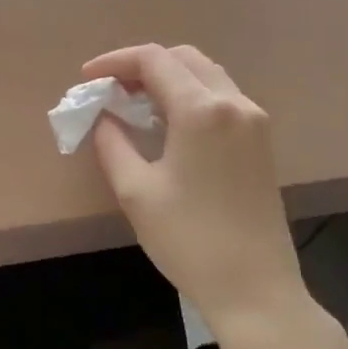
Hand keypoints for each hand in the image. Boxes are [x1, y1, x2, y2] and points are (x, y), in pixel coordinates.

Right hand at [82, 44, 311, 333]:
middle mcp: (235, 103)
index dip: (114, 62)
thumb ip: (113, 142)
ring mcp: (254, 122)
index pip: (154, 60)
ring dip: (168, 79)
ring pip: (206, 75)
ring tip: (133, 104)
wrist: (255, 290)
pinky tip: (167, 124)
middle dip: (142, 65)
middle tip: (109, 89)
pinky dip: (190, 96)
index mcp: (202, 110)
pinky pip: (222, 98)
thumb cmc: (189, 240)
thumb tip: (103, 117)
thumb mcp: (136, 191)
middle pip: (184, 58)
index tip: (86, 79)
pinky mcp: (261, 143)